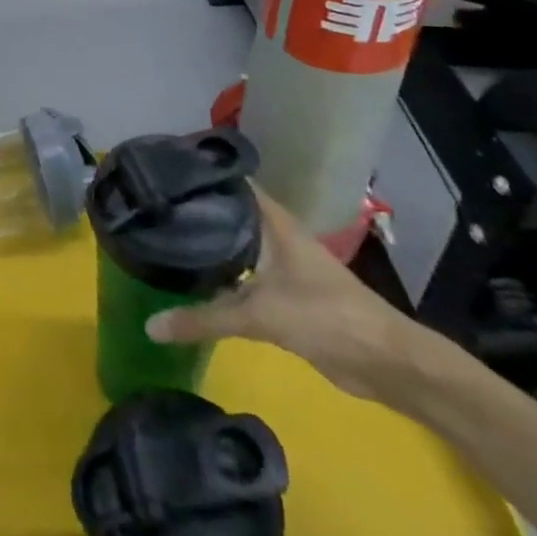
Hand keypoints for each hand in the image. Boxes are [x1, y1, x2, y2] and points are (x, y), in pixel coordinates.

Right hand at [145, 189, 433, 404]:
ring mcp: (281, 263)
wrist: (385, 362)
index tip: (159, 173)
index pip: (229, 183)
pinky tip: (194, 282)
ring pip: (235, 245)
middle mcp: (275, 233)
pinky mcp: (284, 293)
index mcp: (273, 220)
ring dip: (208, 245)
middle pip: (228, 213)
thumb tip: (150, 326)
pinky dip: (220, 276)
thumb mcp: (259, 315)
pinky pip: (242, 275)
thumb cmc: (325, 317)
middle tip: (150, 210)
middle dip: (195, 211)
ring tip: (163, 240)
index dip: (198, 175)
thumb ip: (204, 320)